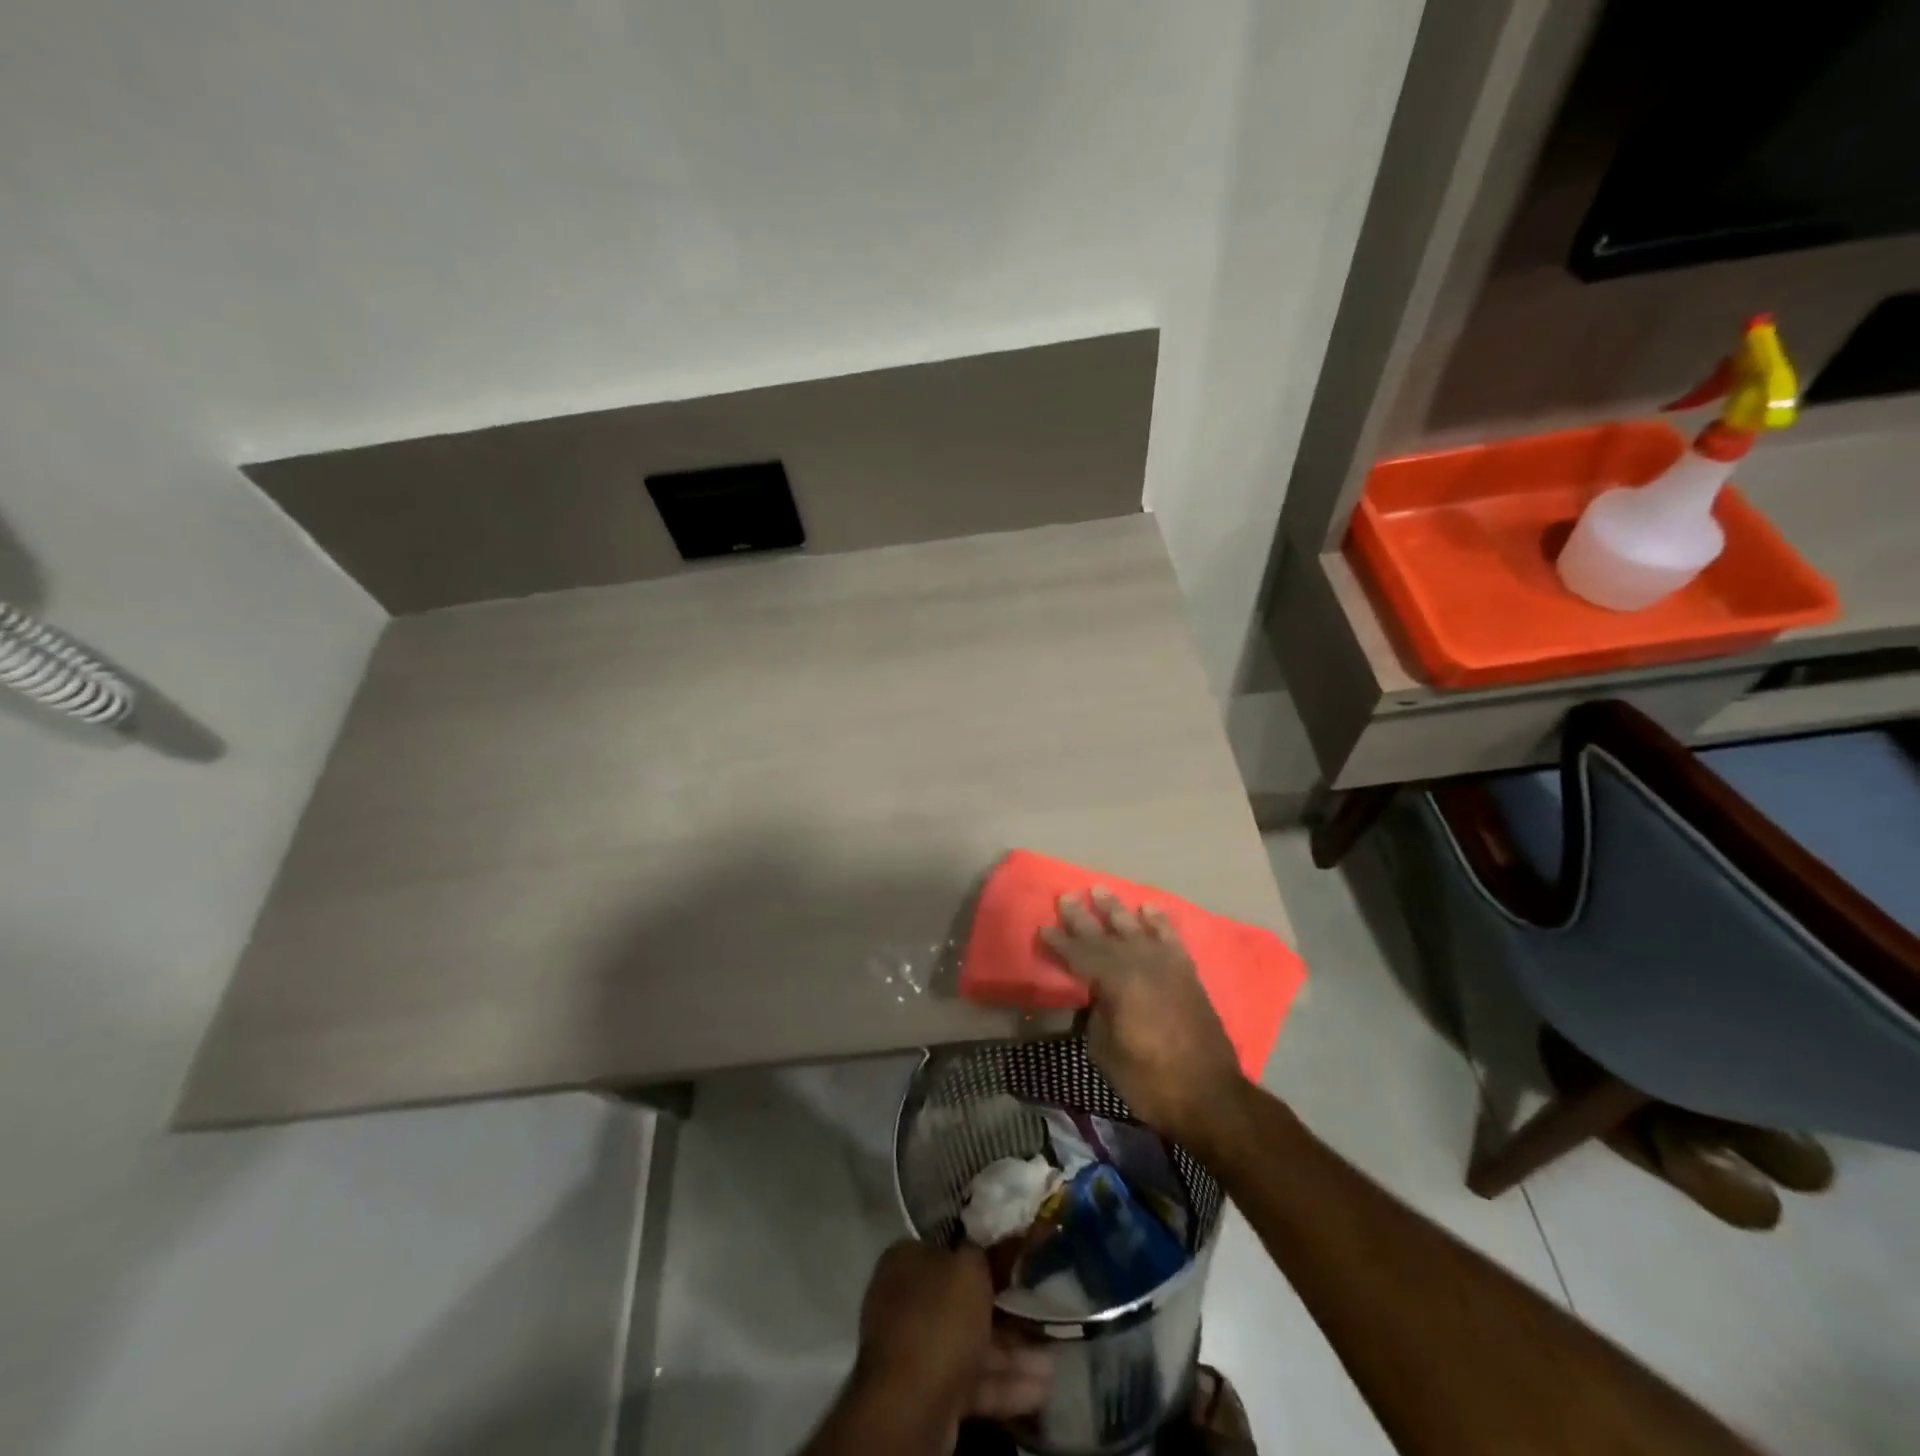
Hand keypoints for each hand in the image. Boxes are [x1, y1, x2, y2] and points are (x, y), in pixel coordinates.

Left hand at [847, 1242, 1050, 1446]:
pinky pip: (971, 1382)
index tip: (1013, 1265)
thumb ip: (979, 1253)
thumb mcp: (968, 1267)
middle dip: (1006, 1314)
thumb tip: (982, 1250)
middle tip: (1040, 1317)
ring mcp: (916, 1351)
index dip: (980, 1257)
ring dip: (1013, 1355)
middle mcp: (906, 1302)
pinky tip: (1041, 1391)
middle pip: (962, 1302)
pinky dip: (1004, 1385)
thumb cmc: (940, 1318)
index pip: (946, 1251)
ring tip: (1052, 1363)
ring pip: (971, 1345)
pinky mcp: (929, 1394)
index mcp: (905, 1262)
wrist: (912, 1404)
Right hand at [1039, 889, 1244, 1147]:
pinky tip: (1148, 908)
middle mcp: (1139, 964)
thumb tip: (1095, 997)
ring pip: (1135, 928)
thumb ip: (1095, 1015)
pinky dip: (1159, 921)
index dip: (1058, 943)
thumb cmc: (1149, 1080)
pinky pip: (1170, 937)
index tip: (1043, 929)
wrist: (1209, 1095)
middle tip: (1065, 897)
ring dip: (1115, 909)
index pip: (1078, 955)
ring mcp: (1166, 965)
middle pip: (1104, 935)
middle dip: (1081, 917)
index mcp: (1115, 982)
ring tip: (1099, 889)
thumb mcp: (1104, 1051)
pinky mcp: (1186, 973)